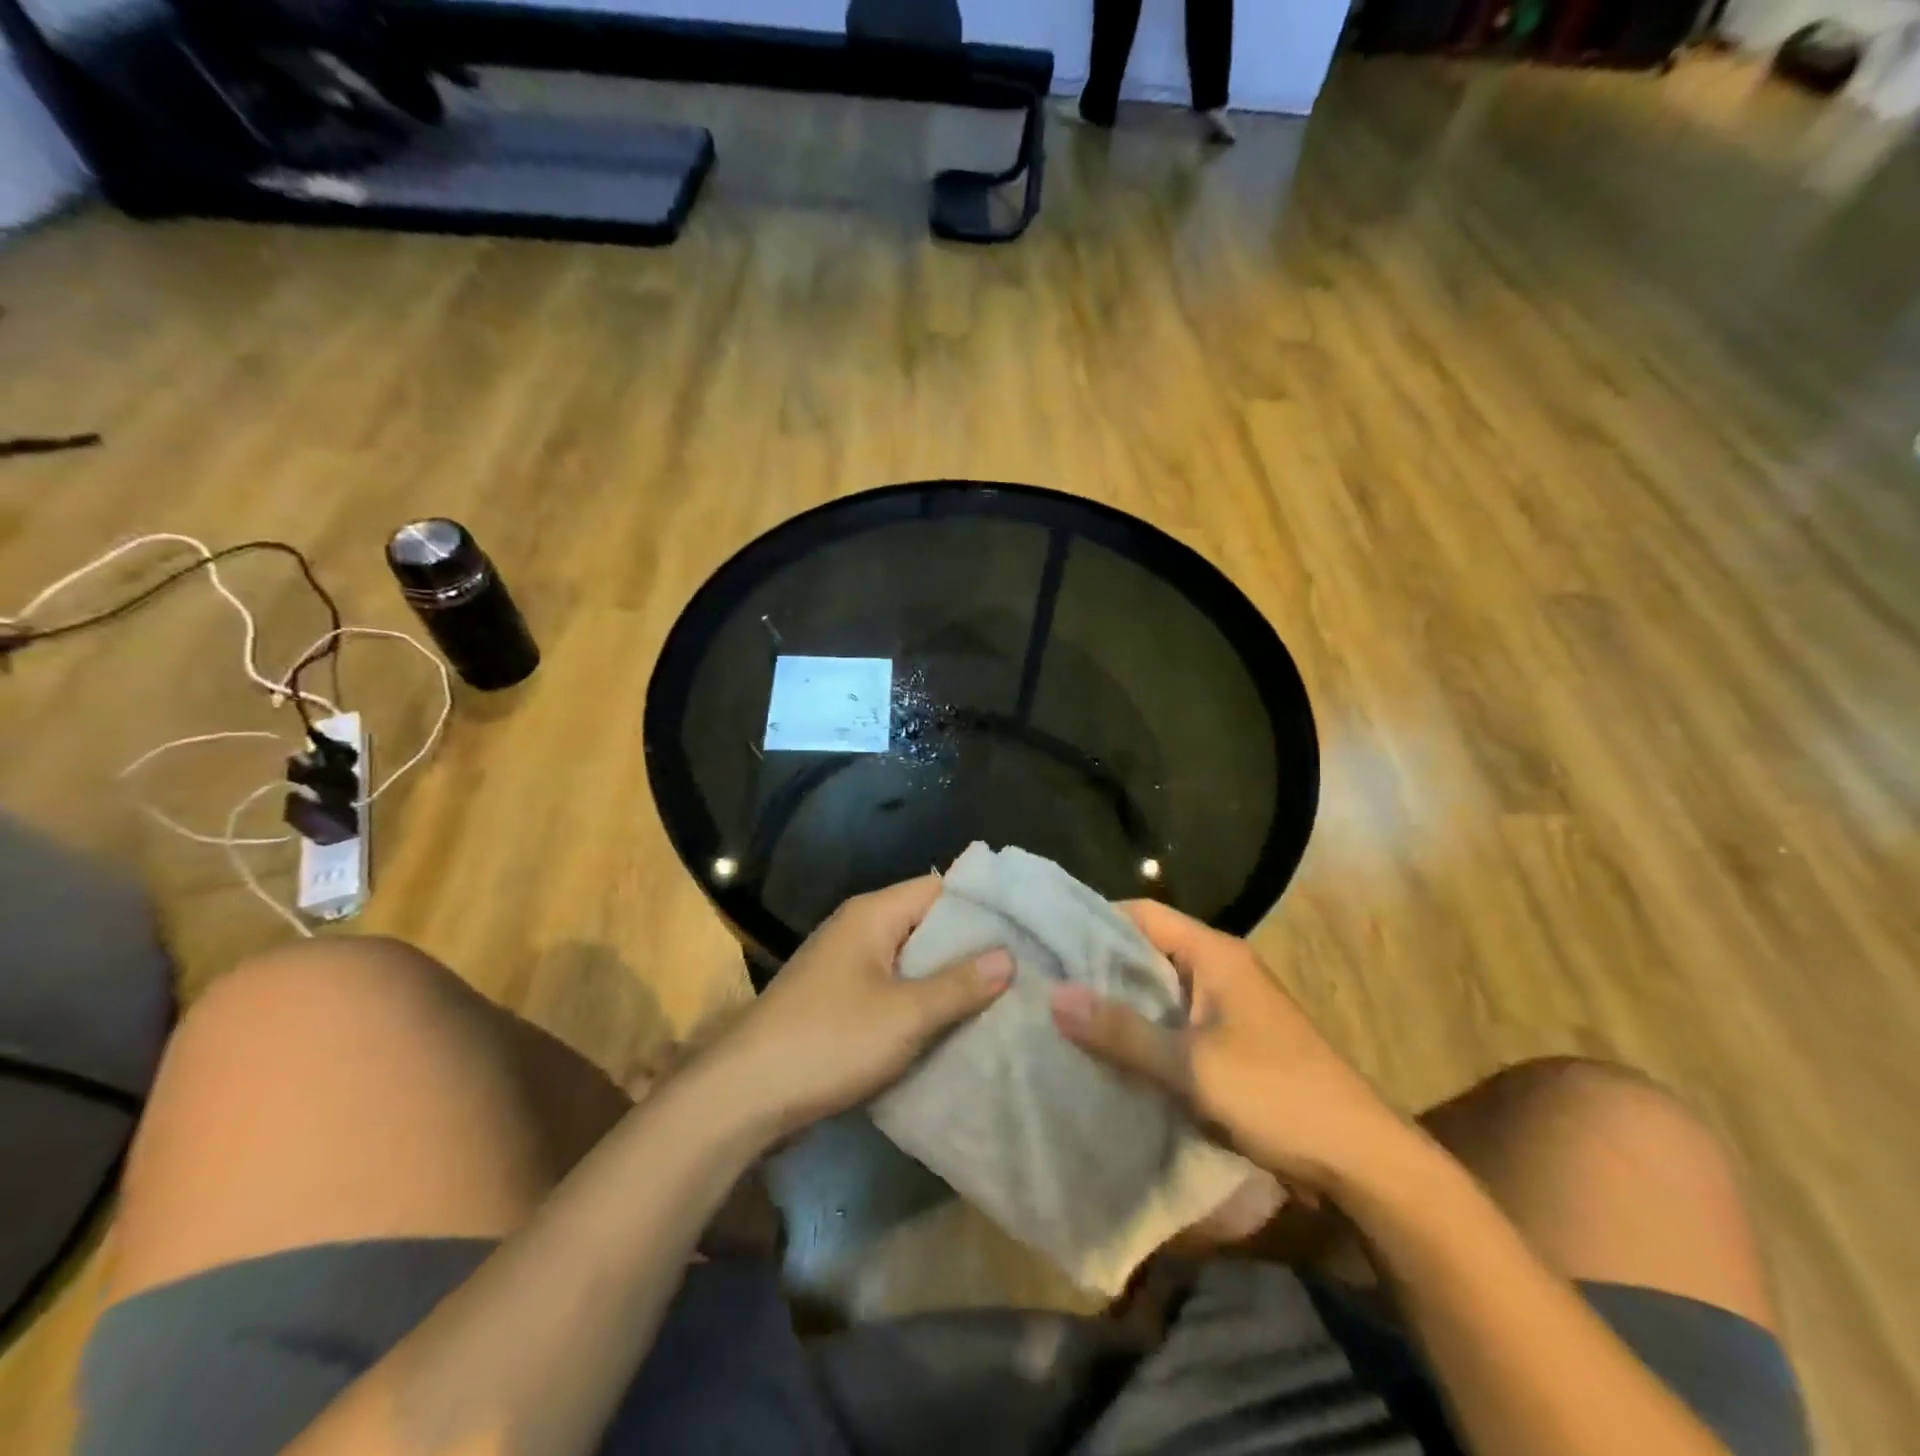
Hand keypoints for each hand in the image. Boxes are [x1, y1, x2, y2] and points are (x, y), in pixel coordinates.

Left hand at [717, 876, 1012, 1139]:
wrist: (744, 1096)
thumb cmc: (828, 1042)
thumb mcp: (905, 1015)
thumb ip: (959, 984)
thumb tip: (1008, 956)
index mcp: (873, 914)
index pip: (940, 888)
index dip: (982, 905)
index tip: (1026, 927)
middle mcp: (859, 929)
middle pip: (927, 923)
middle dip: (971, 946)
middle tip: (1023, 968)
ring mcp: (846, 965)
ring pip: (911, 960)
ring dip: (947, 978)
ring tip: (1001, 997)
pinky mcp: (839, 1000)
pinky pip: (892, 988)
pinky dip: (921, 1000)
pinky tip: (953, 1024)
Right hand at [1049, 901, 1406, 1193]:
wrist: (1361, 1161)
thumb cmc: (1277, 1096)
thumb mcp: (1192, 1066)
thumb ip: (1123, 1032)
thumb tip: (1055, 996)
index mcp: (1214, 954)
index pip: (1142, 913)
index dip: (1094, 920)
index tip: (1047, 939)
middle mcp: (1220, 968)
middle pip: (1147, 949)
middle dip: (1099, 965)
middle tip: (1044, 980)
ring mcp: (1227, 1006)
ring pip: (1158, 989)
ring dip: (1119, 1001)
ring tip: (1063, 1014)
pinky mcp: (1230, 1041)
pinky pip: (1174, 1021)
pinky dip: (1143, 1030)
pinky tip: (1108, 1050)